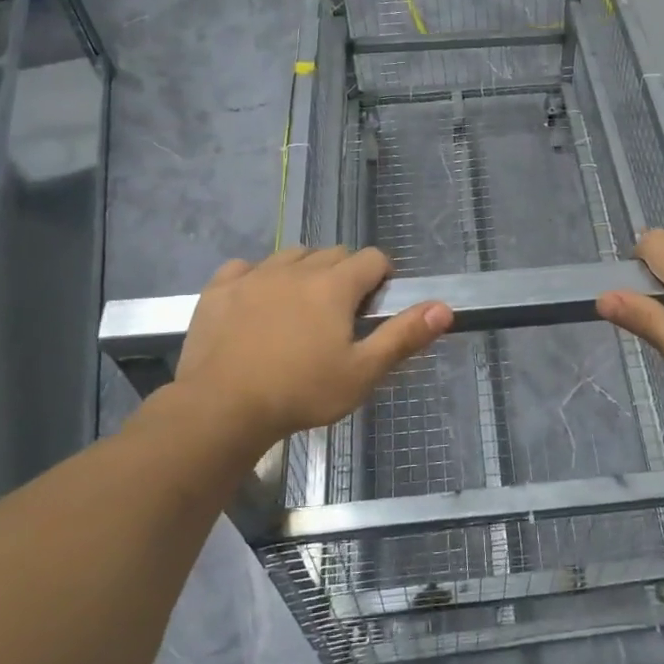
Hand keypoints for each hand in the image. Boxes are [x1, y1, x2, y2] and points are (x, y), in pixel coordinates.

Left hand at [158, 245, 451, 455]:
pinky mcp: (219, 288)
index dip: (382, 277)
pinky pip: (245, 267)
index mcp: (334, 285)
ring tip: (300, 310)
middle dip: (345, 276)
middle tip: (340, 317)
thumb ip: (403, 336)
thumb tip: (444, 307)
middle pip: (333, 254)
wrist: (220, 409)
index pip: (372, 258)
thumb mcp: (361, 373)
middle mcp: (296, 268)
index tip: (375, 307)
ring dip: (304, 272)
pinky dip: (257, 278)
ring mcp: (254, 275)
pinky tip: (256, 305)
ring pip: (291, 256)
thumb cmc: (300, 393)